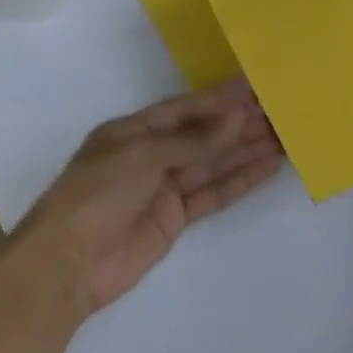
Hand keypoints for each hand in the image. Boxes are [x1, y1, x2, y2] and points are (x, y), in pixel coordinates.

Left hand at [2, 79, 284, 322]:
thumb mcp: (142, 156)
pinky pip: (214, 193)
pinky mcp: (176, 218)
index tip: (257, 87)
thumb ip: (194, 140)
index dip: (220, 98)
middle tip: (282, 112)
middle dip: (241, 124)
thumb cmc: (96, 195)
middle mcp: (151, 155)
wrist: (67, 264)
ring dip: (247, 150)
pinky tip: (268, 166)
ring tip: (285, 137)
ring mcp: (164, 188)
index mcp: (133, 131)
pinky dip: (240, 180)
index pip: (185, 108)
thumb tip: (239, 117)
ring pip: (214, 163)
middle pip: (204, 135)